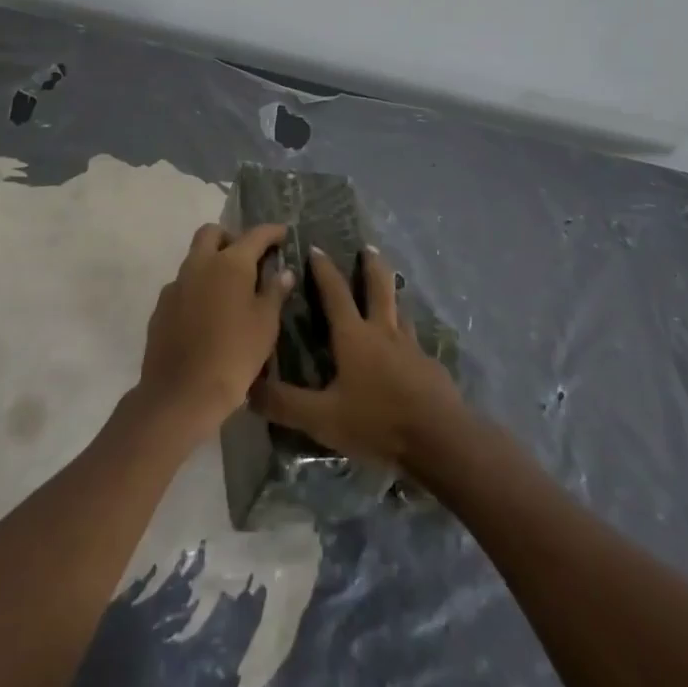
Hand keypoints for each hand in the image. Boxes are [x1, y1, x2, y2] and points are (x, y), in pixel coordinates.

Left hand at [137, 222, 293, 440]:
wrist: (181, 395)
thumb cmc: (234, 356)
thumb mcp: (266, 325)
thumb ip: (275, 292)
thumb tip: (283, 271)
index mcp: (230, 263)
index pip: (254, 235)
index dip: (271, 232)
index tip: (283, 234)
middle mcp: (199, 264)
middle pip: (212, 233)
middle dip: (231, 237)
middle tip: (248, 259)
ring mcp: (176, 285)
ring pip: (195, 259)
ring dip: (212, 263)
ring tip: (230, 291)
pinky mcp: (161, 307)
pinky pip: (182, 285)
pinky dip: (197, 288)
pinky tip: (208, 314)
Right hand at [254, 246, 461, 469]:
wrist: (439, 439)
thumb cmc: (377, 422)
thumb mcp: (323, 418)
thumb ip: (285, 404)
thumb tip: (248, 388)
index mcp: (354, 337)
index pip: (335, 294)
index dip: (324, 271)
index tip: (316, 248)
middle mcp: (384, 333)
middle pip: (378, 288)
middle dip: (370, 266)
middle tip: (368, 247)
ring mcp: (411, 348)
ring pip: (400, 311)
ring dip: (393, 296)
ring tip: (389, 290)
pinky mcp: (430, 367)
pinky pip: (415, 342)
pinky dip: (407, 335)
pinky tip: (408, 348)